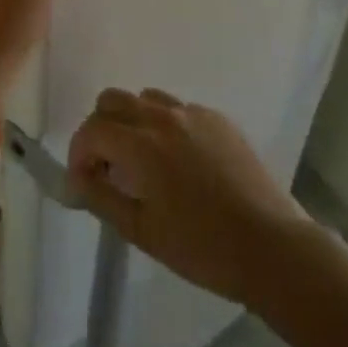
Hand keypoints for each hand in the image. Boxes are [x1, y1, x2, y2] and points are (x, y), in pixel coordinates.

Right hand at [70, 89, 309, 310]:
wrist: (272, 247)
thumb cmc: (202, 248)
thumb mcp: (142, 231)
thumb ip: (102, 198)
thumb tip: (75, 180)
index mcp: (142, 145)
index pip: (92, 130)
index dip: (79, 153)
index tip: (83, 181)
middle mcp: (163, 117)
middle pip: (113, 100)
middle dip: (100, 129)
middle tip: (107, 167)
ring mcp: (194, 113)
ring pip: (146, 98)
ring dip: (132, 121)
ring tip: (142, 161)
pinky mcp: (218, 119)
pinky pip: (179, 109)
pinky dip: (165, 126)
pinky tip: (179, 162)